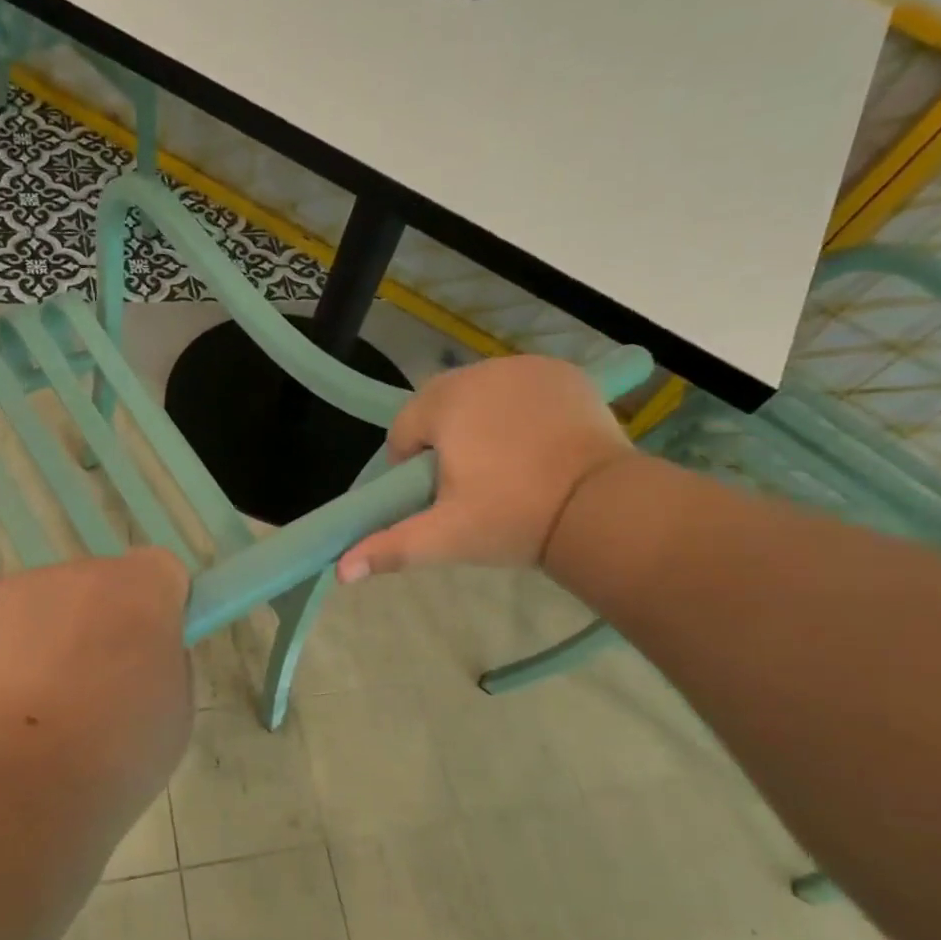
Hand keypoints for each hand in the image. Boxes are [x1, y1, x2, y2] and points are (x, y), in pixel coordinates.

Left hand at [0, 548, 193, 794]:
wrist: (5, 788)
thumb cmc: (111, 756)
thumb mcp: (173, 715)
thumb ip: (161, 665)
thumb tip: (136, 658)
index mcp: (137, 588)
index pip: (159, 571)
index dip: (157, 610)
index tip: (149, 652)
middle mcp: (71, 574)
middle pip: (91, 589)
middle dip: (93, 627)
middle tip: (91, 695)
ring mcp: (4, 594)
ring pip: (33, 611)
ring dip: (38, 646)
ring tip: (30, 720)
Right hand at [338, 356, 633, 579]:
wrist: (601, 508)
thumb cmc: (512, 519)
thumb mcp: (445, 537)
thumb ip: (389, 547)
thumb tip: (339, 571)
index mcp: (444, 403)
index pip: (403, 431)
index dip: (411, 468)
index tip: (438, 499)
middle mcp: (480, 372)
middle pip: (439, 407)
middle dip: (444, 441)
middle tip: (471, 485)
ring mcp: (525, 368)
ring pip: (479, 395)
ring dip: (479, 423)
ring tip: (505, 466)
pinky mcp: (563, 372)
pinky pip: (520, 388)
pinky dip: (518, 410)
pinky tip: (535, 443)